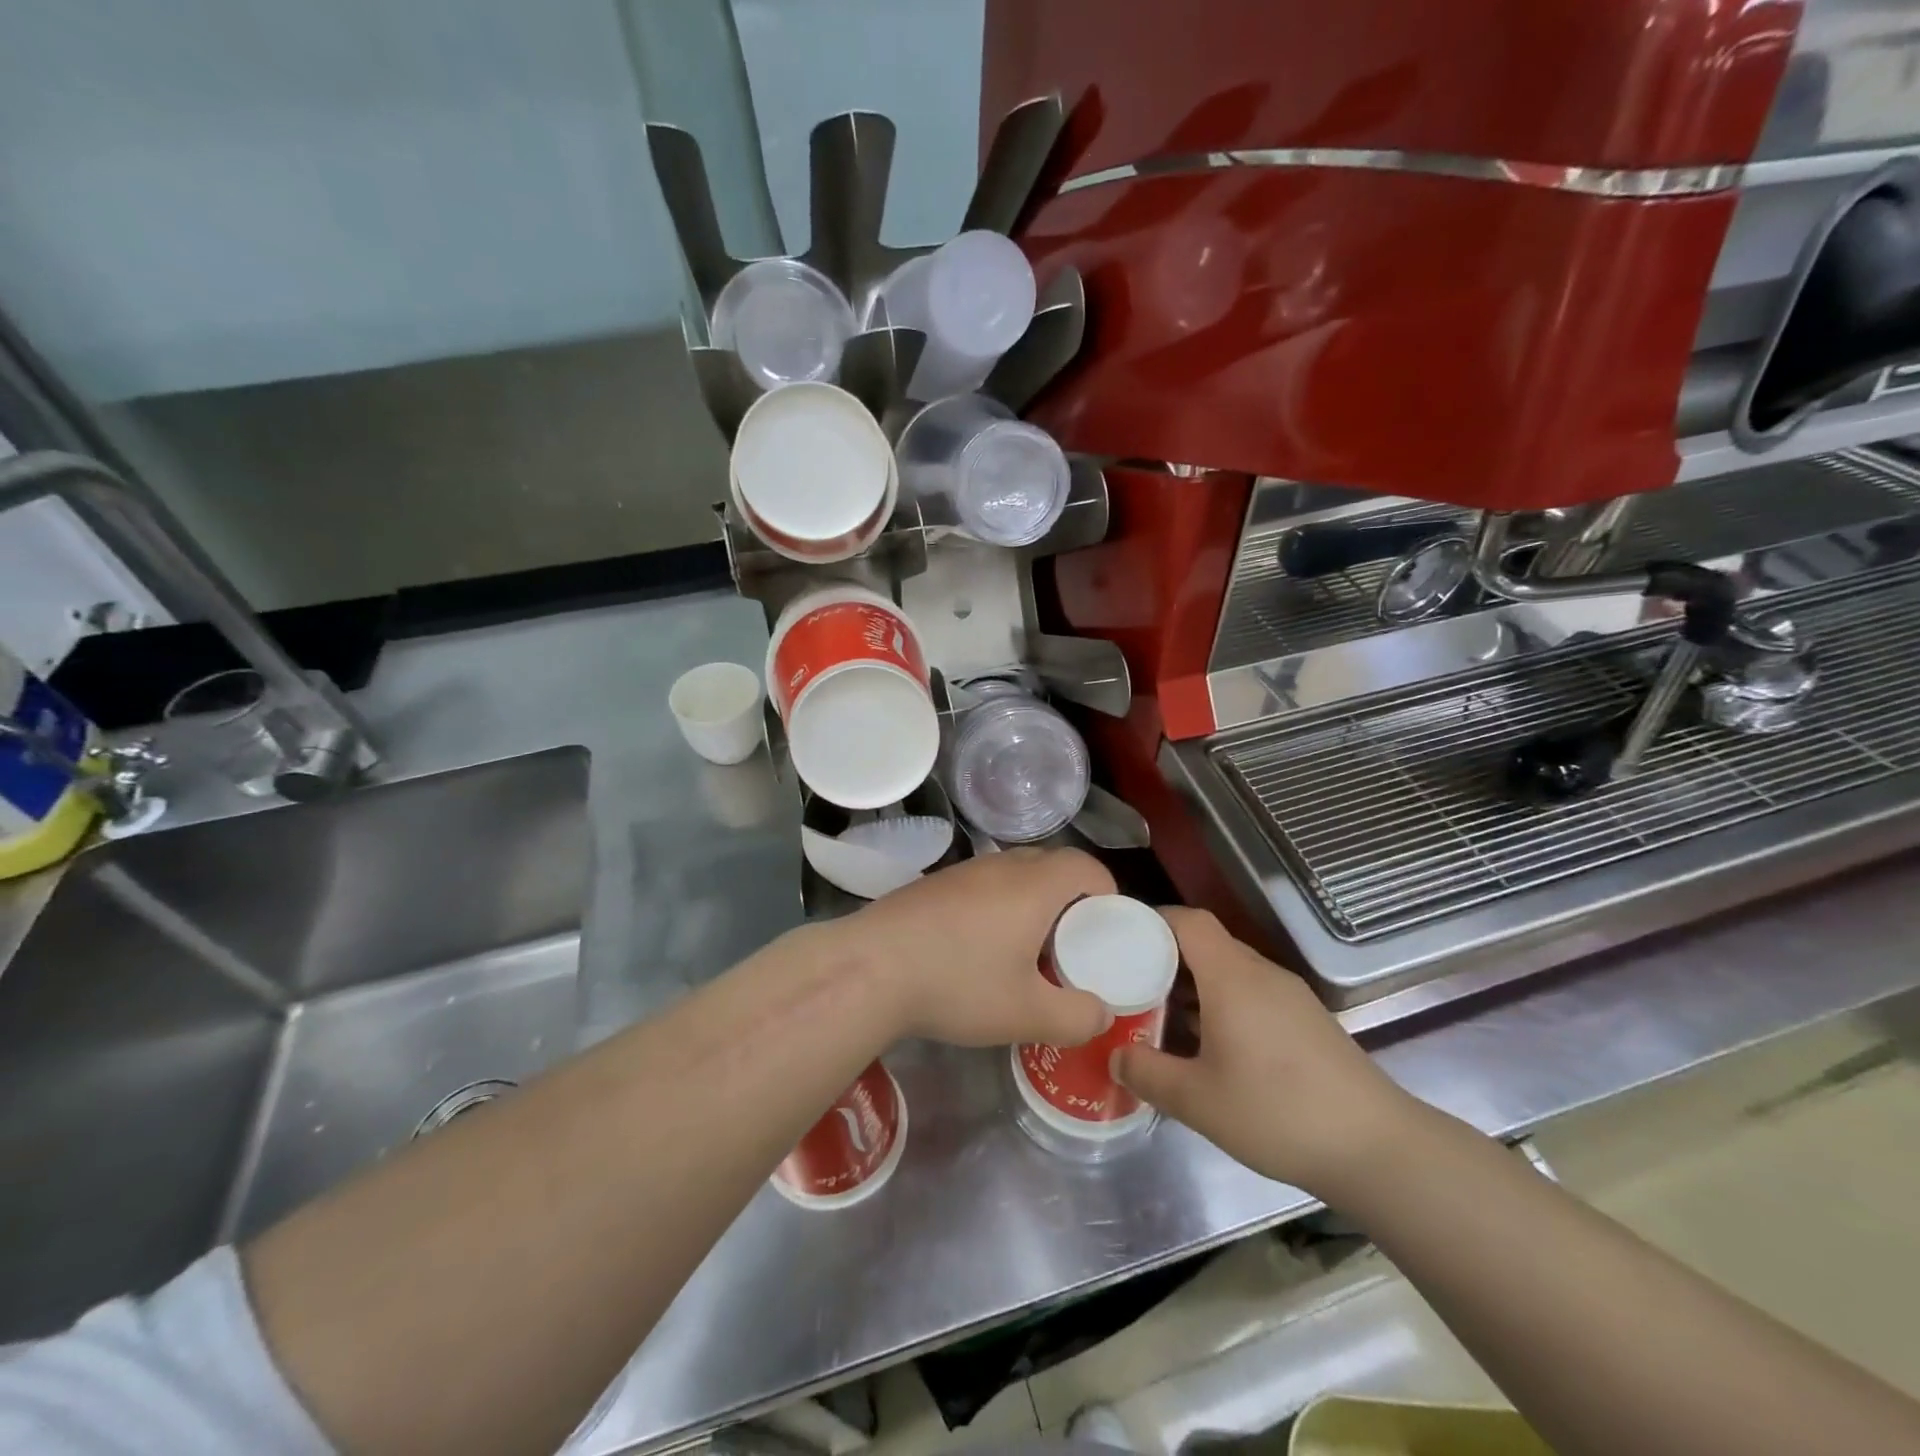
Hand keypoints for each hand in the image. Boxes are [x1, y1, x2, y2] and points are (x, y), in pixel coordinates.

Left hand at [839, 848, 1115, 1048]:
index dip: (1106, 893)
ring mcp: (962, 871)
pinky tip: (977, 947)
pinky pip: (981, 884)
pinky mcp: (932, 885)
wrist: (869, 968)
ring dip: (1030, 901)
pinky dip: (996, 905)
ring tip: (1025, 949)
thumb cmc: (958, 984)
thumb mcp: (1027, 1015)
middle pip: (1051, 865)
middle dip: (1070, 899)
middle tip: (1069, 943)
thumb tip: (1099, 1014)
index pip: (1086, 866)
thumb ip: (1077, 1017)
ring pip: (1013, 873)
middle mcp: (1001, 866)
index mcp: (1034, 886)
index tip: (1105, 929)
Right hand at [1113, 909, 1419, 1196]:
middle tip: (1130, 985)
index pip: (1187, 921)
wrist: (1377, 1147)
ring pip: (1229, 971)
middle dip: (1165, 958)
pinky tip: (1212, 1047)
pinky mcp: (1307, 1020)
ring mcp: (1289, 996)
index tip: (1119, 940)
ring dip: (1193, 986)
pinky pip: (1252, 993)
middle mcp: (1261, 973)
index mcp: (1231, 976)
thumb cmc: (1277, 1112)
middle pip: (1206, 944)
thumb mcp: (1198, 1100)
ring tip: (1162, 1017)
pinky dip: (1222, 1004)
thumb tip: (1115, 1055)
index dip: (1152, 921)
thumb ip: (1148, 1073)